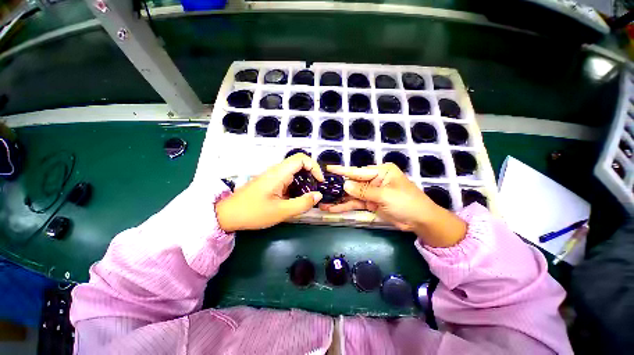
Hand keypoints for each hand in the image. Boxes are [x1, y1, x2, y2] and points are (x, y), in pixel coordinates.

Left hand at [215, 153, 323, 231]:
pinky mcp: (271, 182)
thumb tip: (318, 195)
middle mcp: (277, 171)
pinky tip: (297, 198)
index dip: (314, 166)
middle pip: (299, 164)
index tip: (319, 181)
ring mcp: (273, 176)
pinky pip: (288, 179)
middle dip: (311, 175)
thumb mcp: (281, 212)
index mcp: (279, 173)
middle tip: (316, 190)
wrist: (228, 215)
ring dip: (305, 181)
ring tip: (309, 195)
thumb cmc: (253, 212)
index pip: (301, 158)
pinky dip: (297, 186)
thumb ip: (302, 203)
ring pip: (294, 172)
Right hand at [320, 163, 466, 247]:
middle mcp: (374, 180)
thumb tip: (345, 184)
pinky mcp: (369, 203)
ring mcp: (370, 192)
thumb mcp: (385, 195)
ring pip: (351, 195)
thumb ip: (364, 190)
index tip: (328, 169)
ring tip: (323, 203)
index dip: (342, 171)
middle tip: (321, 189)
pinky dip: (345, 206)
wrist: (420, 221)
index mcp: (380, 171)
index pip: (358, 171)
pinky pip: (355, 203)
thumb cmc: (407, 202)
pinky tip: (333, 209)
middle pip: (352, 183)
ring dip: (338, 199)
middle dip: (338, 188)